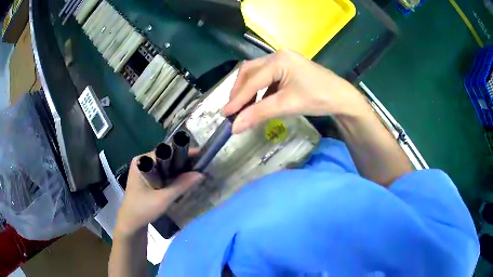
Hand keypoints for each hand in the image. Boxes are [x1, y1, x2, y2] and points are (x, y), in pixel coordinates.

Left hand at [115, 151, 203, 237]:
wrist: (131, 224)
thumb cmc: (142, 210)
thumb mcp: (163, 199)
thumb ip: (181, 186)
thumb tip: (201, 174)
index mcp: (141, 161)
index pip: (165, 151)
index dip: (183, 152)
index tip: (200, 156)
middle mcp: (143, 162)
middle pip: (166, 158)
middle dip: (183, 162)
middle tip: (201, 166)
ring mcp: (145, 171)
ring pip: (166, 167)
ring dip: (179, 170)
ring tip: (197, 173)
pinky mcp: (148, 180)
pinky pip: (164, 174)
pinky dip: (174, 177)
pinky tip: (185, 182)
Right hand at [223, 49, 369, 133]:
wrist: (342, 98)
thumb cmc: (318, 98)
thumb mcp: (287, 105)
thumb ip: (259, 114)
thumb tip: (235, 127)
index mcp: (278, 60)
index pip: (252, 80)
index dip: (237, 98)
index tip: (225, 114)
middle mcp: (277, 56)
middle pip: (250, 71)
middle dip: (239, 91)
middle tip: (233, 110)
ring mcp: (283, 61)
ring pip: (256, 74)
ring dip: (248, 90)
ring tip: (243, 108)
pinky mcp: (287, 68)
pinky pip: (266, 78)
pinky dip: (259, 90)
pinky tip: (258, 103)